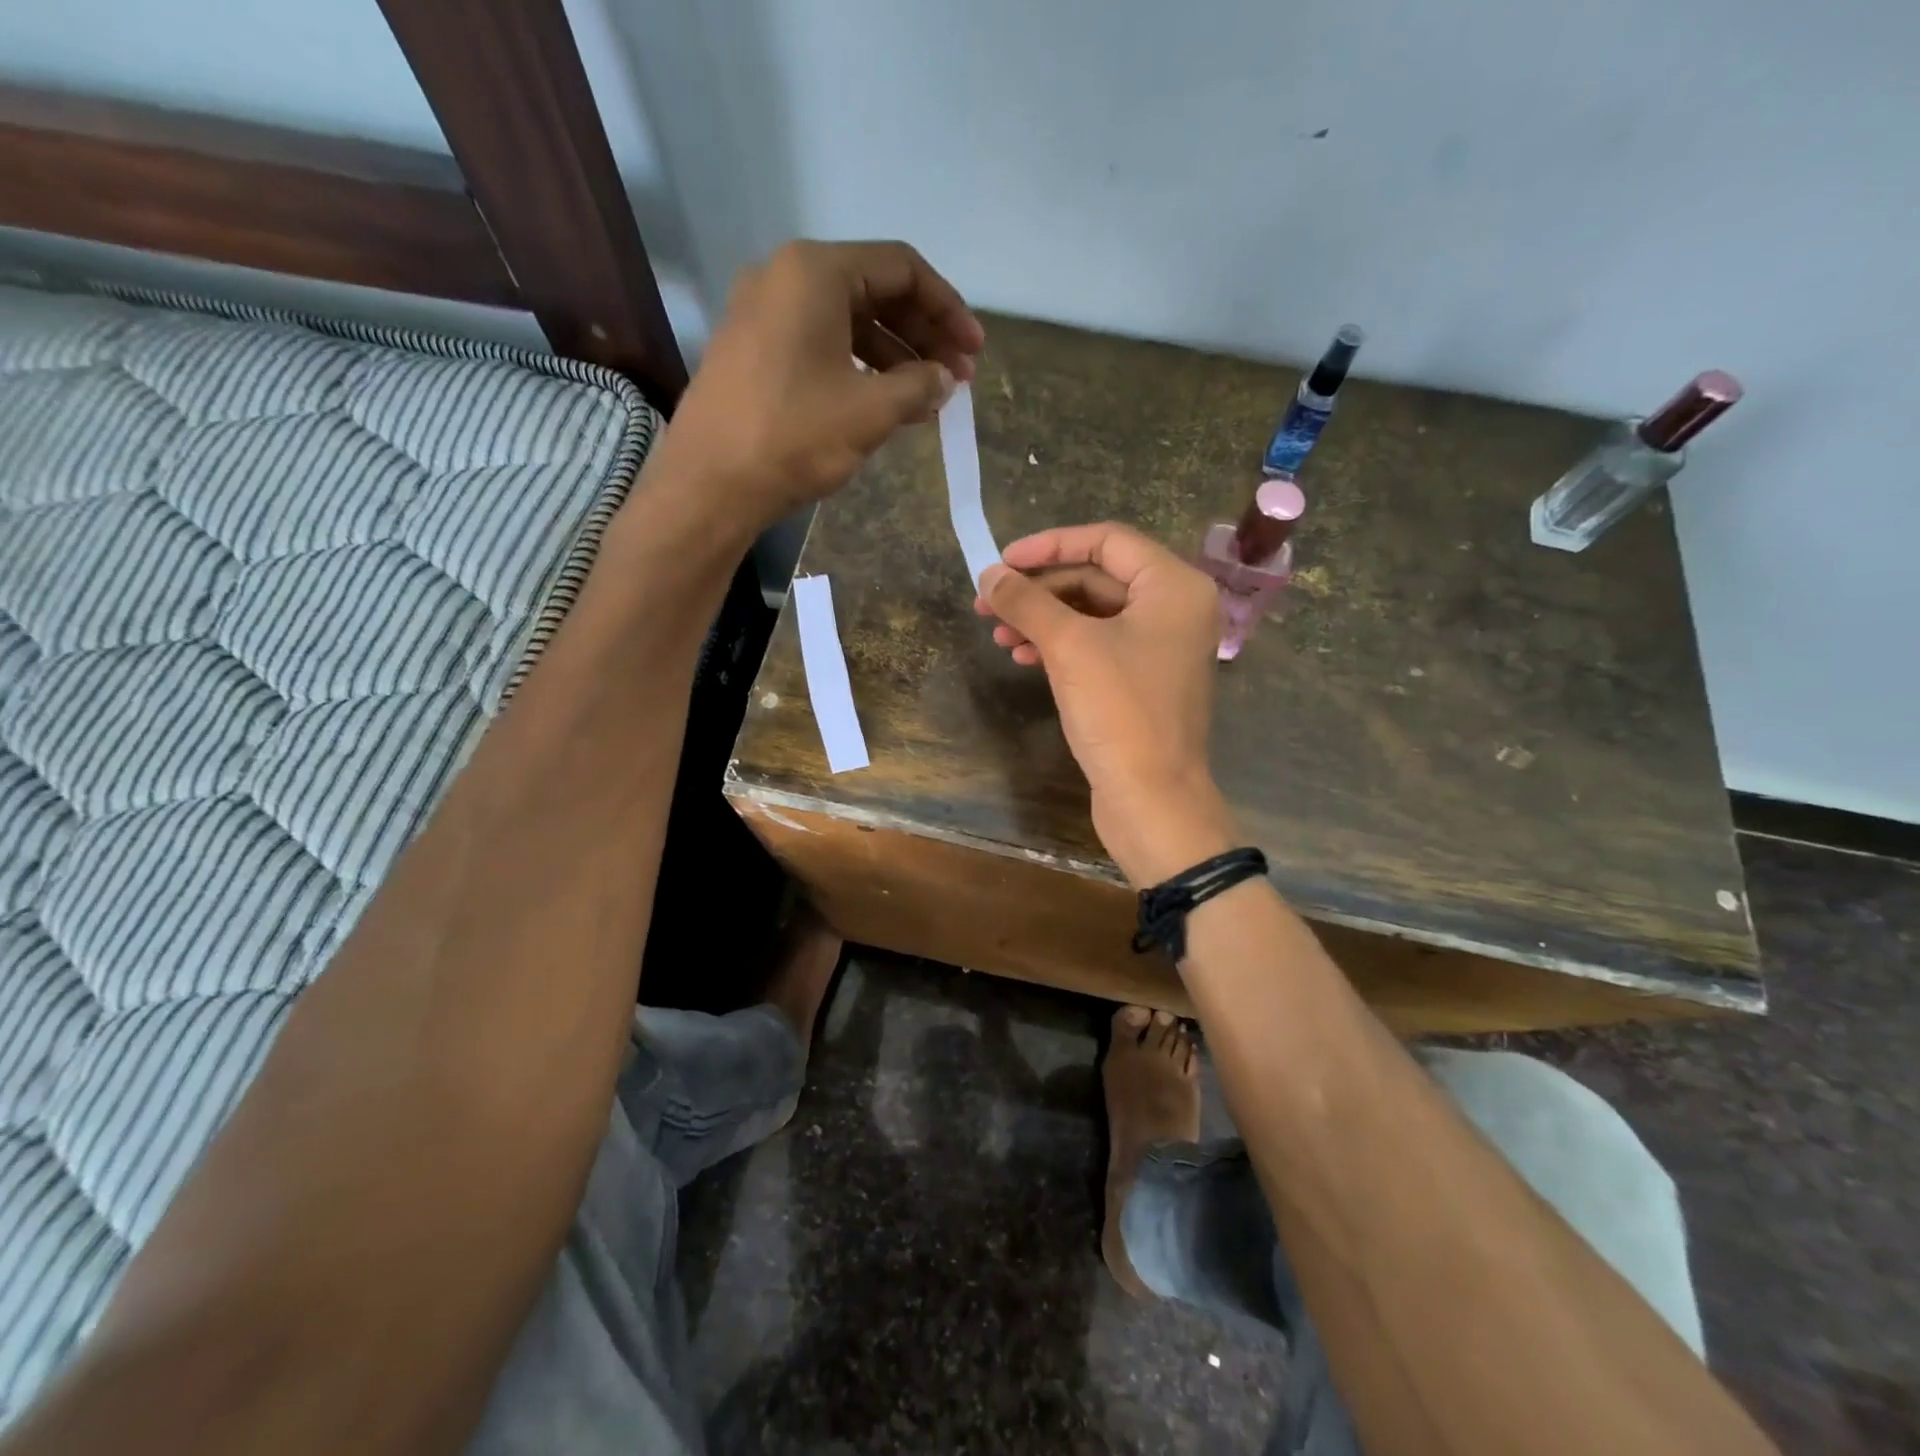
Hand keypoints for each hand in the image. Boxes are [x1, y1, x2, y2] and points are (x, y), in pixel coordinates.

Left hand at [654, 240, 983, 531]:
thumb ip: (918, 386)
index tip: (974, 351)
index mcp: (815, 272)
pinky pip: (821, 344)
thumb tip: (945, 379)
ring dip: (894, 355)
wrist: (710, 484)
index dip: (947, 308)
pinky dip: (859, 367)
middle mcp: (785, 277)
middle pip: (874, 290)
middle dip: (923, 333)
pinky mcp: (753, 351)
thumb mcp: (870, 411)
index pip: (901, 268)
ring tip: (929, 398)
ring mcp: (763, 314)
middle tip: (958, 377)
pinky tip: (885, 401)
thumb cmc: (794, 436)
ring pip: (847, 321)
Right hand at [976, 523, 1237, 886]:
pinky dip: (1060, 646)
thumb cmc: (1120, 712)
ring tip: (998, 635)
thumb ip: (1027, 602)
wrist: (1152, 799)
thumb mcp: (1069, 647)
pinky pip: (1097, 646)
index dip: (1049, 545)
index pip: (1106, 540)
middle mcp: (1174, 609)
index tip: (1002, 562)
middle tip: (988, 603)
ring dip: (1043, 619)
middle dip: (1039, 590)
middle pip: (1096, 578)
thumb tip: (989, 574)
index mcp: (1173, 586)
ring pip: (1092, 615)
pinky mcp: (1142, 681)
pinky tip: (1024, 657)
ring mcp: (1160, 647)